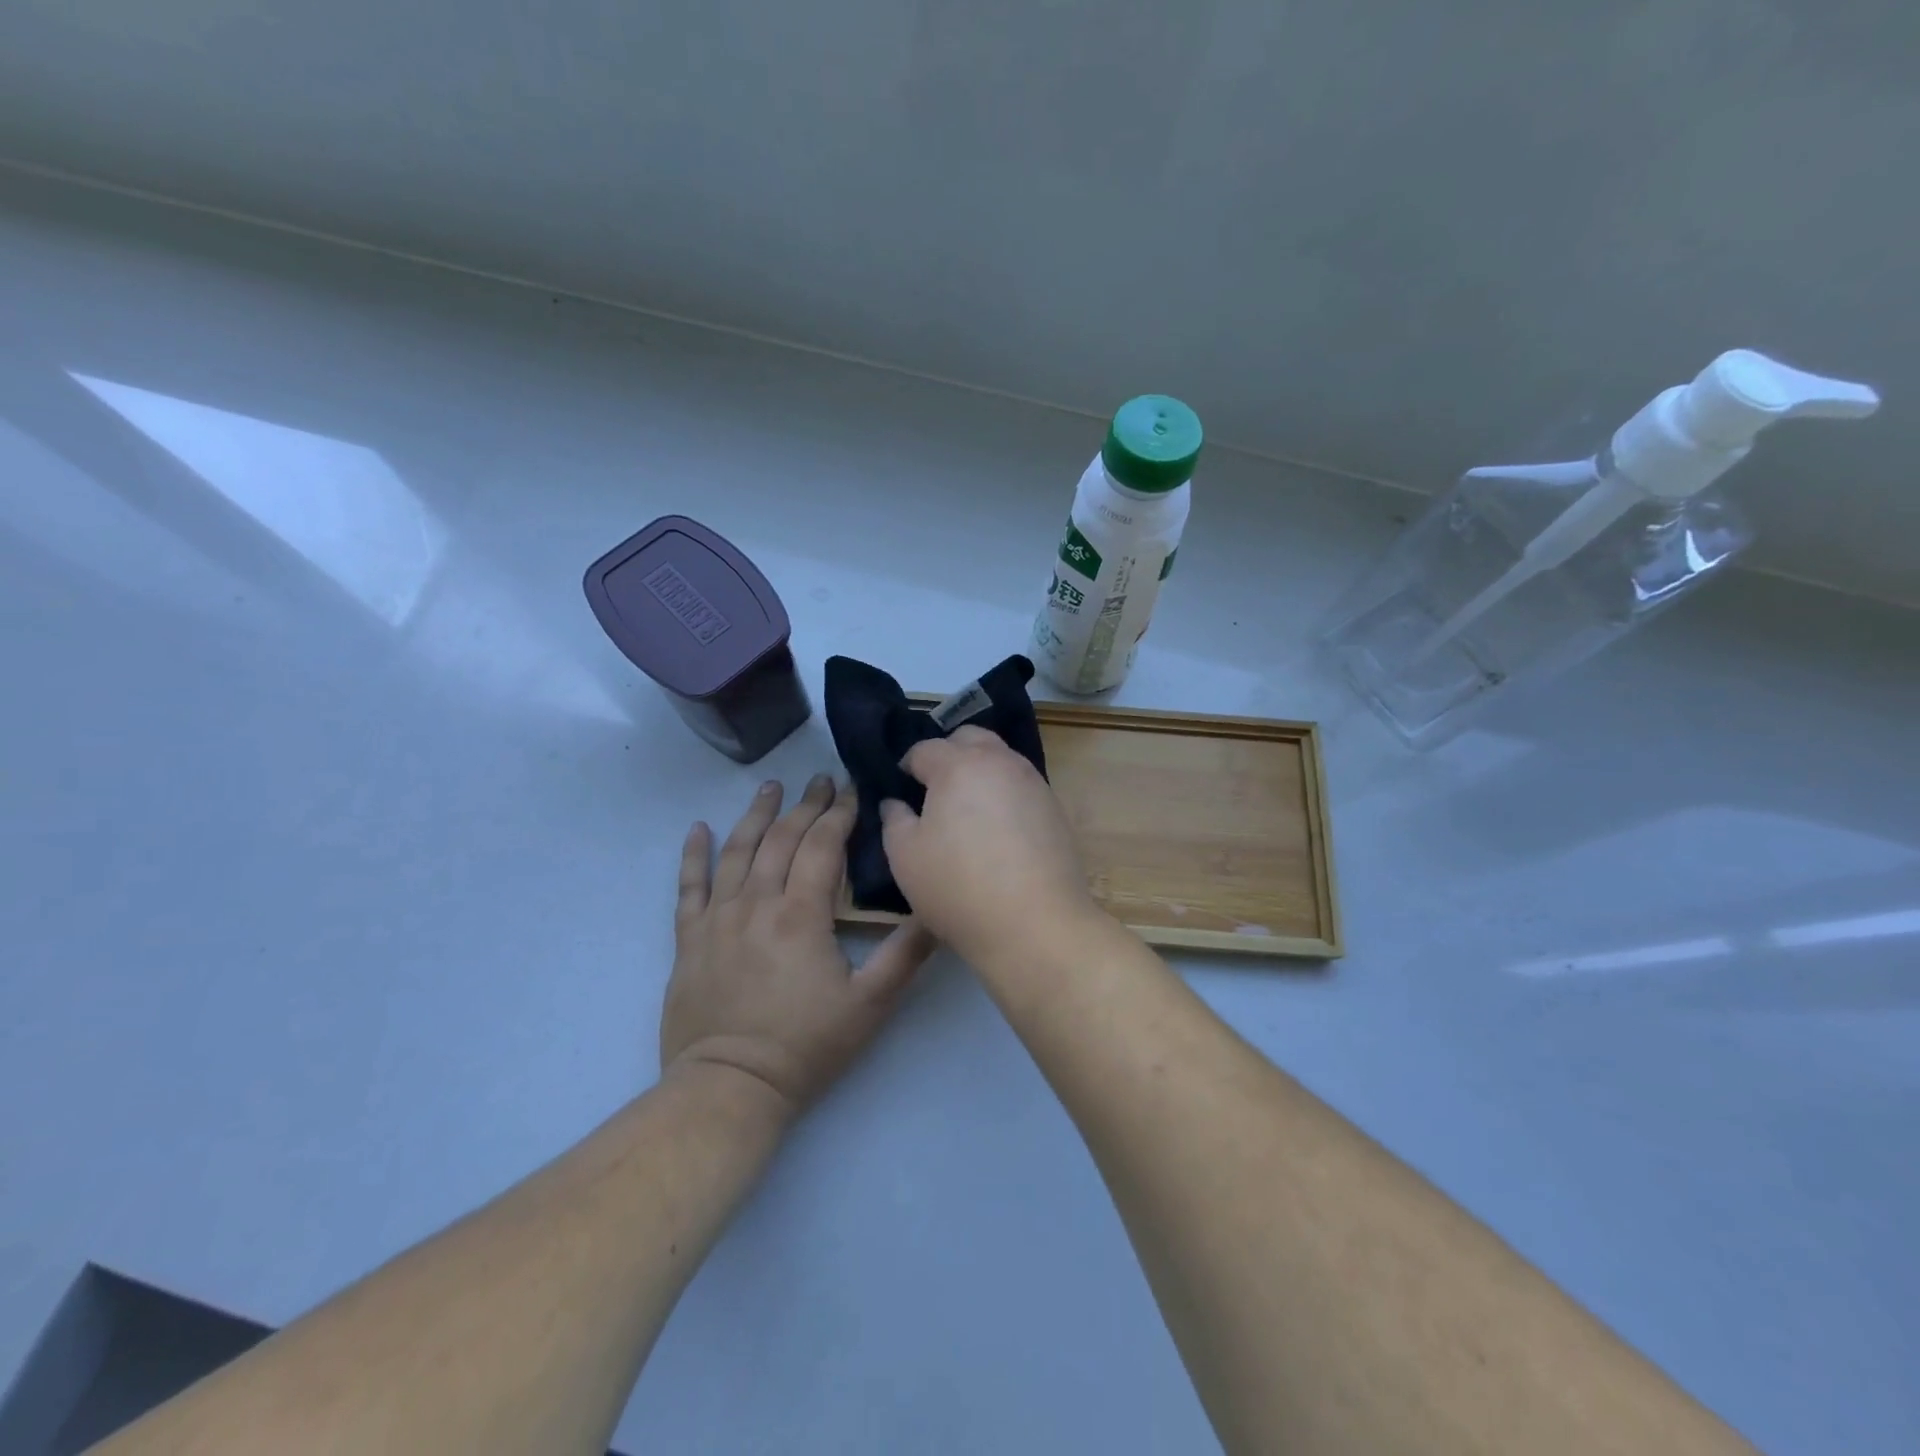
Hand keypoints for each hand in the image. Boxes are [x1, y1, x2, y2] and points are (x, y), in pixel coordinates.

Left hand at [663, 775, 934, 1117]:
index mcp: (801, 913)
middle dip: (806, 805)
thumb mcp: (871, 1004)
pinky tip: (697, 828)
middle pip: (782, 839)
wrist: (729, 1087)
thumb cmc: (805, 1046)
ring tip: (771, 787)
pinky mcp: (690, 939)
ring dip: (756, 814)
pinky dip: (693, 854)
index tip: (852, 790)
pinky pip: (689, 886)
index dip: (840, 814)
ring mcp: (718, 918)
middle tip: (821, 779)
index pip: (822, 846)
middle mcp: (757, 902)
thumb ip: (906, 953)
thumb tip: (936, 910)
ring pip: (737, 851)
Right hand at [879, 726, 1098, 965]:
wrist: (1036, 924)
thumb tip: (896, 802)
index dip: (907, 765)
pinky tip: (997, 829)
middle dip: (948, 754)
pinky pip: (1021, 785)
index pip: (925, 748)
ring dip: (980, 771)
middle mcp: (1000, 762)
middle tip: (934, 790)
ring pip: (1001, 759)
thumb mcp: (905, 856)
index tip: (901, 788)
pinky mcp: (1054, 808)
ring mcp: (1033, 782)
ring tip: (966, 809)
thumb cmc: (958, 887)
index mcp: (958, 765)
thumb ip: (894, 819)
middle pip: (969, 738)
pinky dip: (1004, 794)